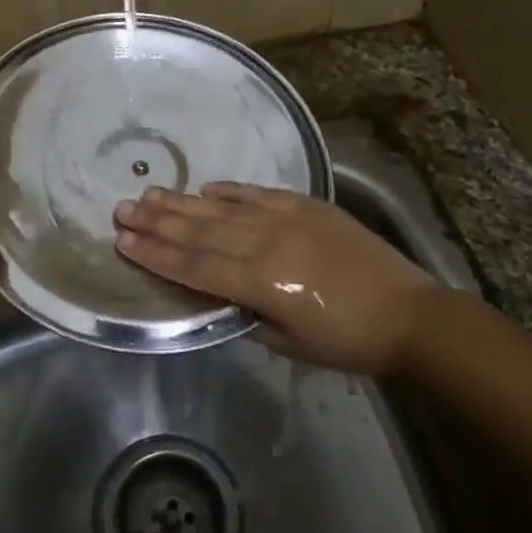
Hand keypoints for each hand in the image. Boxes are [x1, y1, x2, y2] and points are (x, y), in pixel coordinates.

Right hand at [113, 183, 438, 374]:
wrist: (409, 312)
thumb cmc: (349, 340)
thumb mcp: (290, 344)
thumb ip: (249, 315)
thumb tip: (222, 296)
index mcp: (260, 282)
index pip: (195, 266)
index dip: (156, 254)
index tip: (123, 241)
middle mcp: (266, 242)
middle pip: (200, 231)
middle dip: (157, 221)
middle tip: (122, 208)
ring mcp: (286, 218)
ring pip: (223, 208)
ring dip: (183, 202)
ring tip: (149, 192)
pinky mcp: (305, 206)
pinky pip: (257, 193)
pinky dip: (228, 191)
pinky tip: (205, 188)